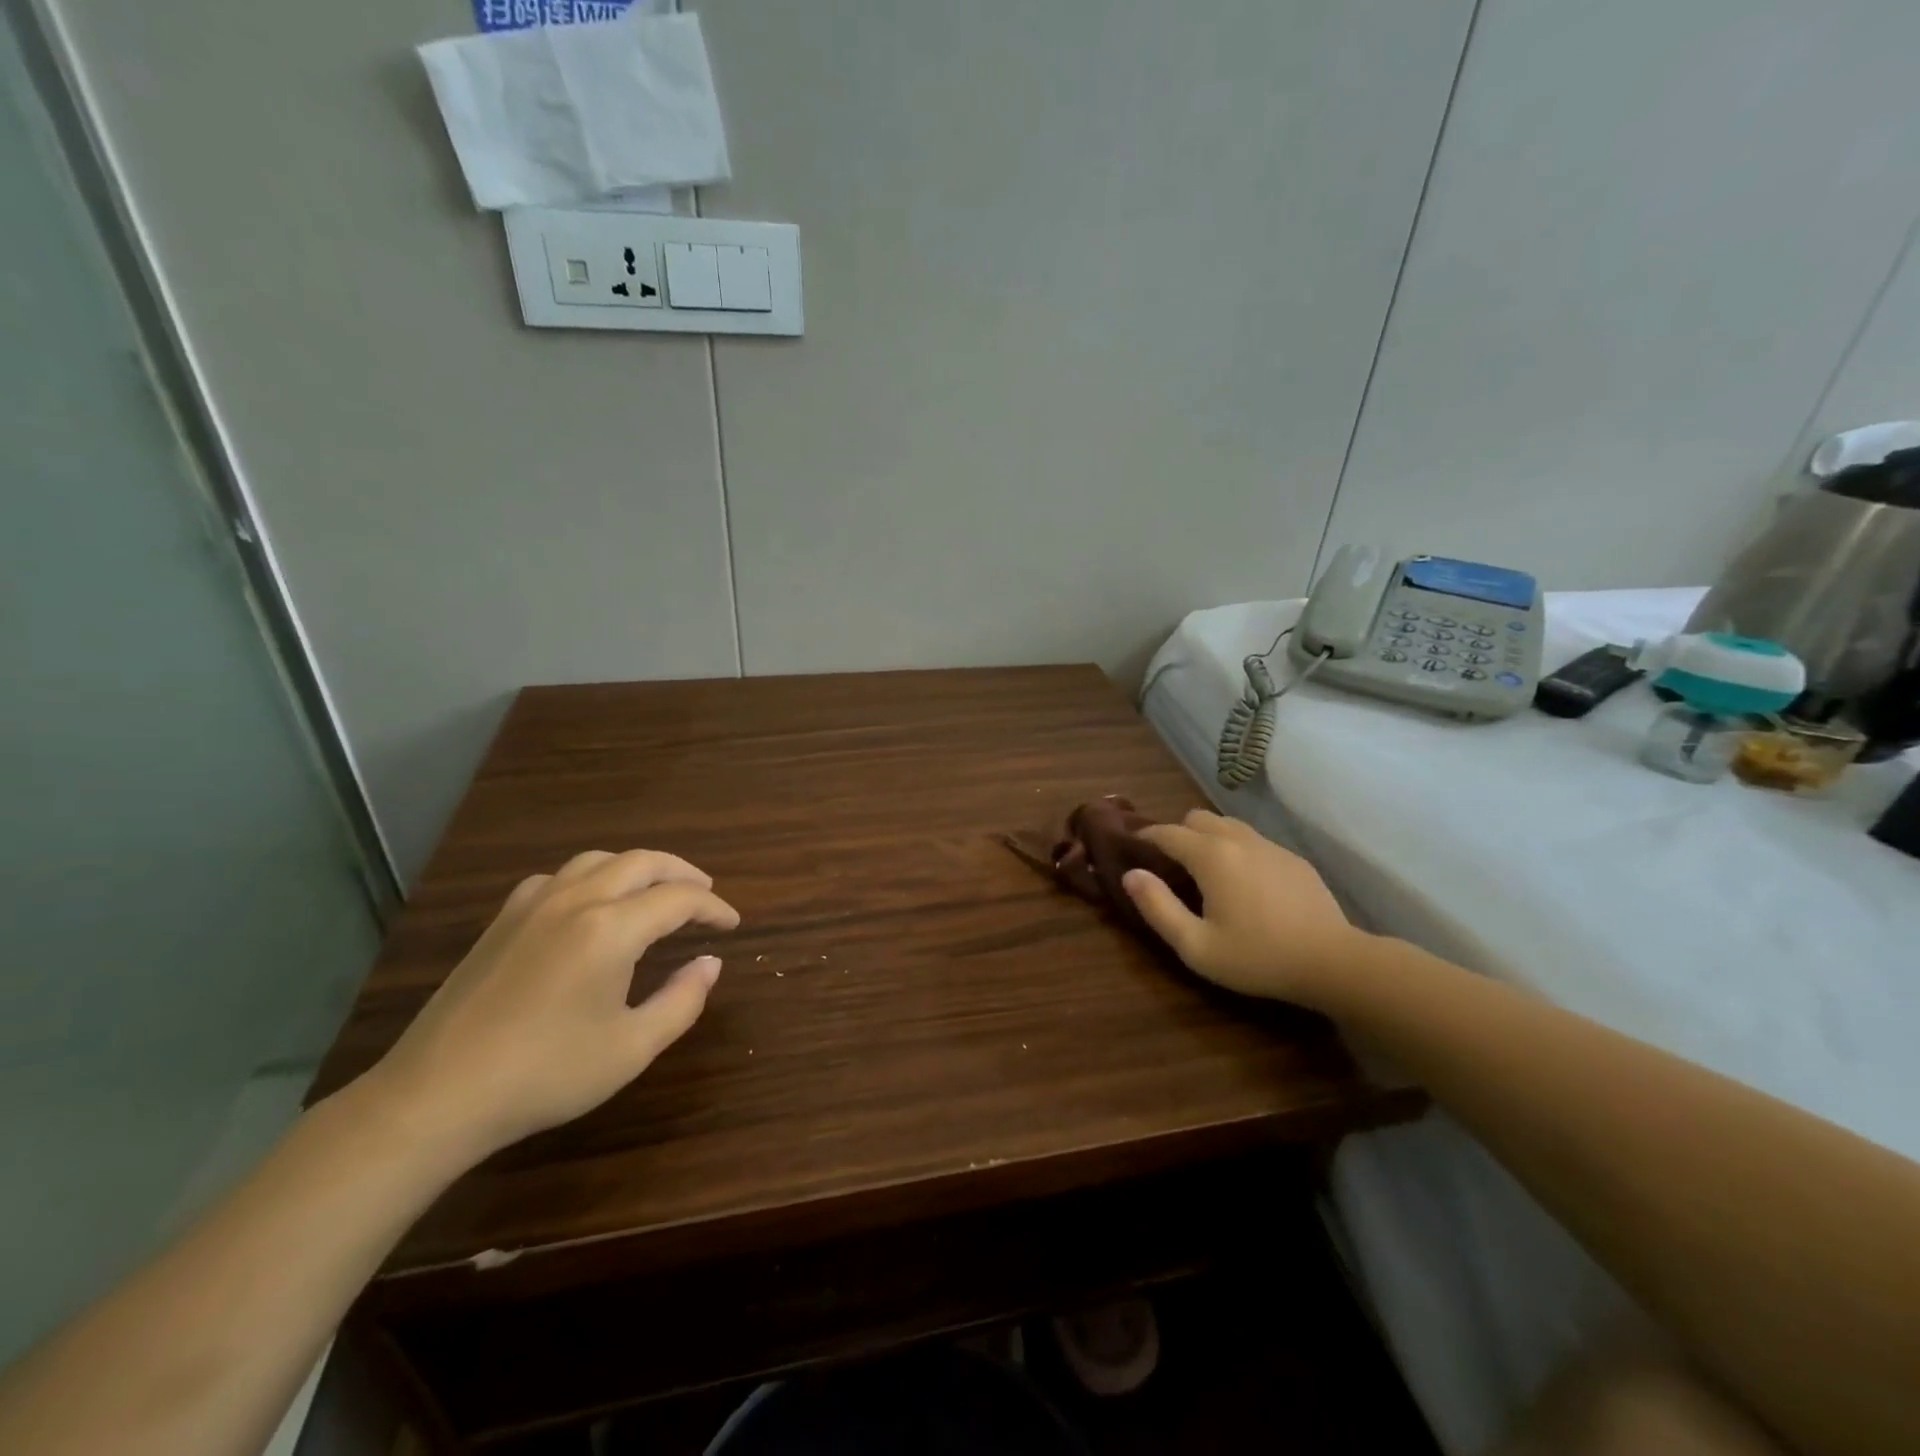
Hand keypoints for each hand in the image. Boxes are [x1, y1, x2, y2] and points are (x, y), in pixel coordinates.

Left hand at [358, 849, 739, 1161]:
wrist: (435, 1096)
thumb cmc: (544, 1074)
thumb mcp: (631, 1048)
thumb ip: (682, 1000)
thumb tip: (711, 963)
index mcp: (611, 928)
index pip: (679, 898)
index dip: (713, 907)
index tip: (731, 924)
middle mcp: (576, 901)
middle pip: (642, 862)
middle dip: (682, 873)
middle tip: (705, 895)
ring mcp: (533, 905)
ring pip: (599, 860)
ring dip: (638, 867)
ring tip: (656, 890)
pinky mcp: (503, 920)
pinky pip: (560, 877)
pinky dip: (592, 877)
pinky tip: (591, 904)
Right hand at [1121, 810, 1361, 1005]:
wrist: (1333, 961)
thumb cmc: (1257, 957)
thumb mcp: (1196, 945)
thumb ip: (1157, 907)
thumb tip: (1131, 875)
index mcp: (1210, 855)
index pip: (1167, 832)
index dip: (1145, 837)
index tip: (1132, 848)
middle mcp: (1237, 839)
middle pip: (1196, 818)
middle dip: (1177, 833)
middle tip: (1170, 865)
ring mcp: (1270, 846)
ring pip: (1227, 825)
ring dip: (1208, 838)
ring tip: (1205, 871)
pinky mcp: (1293, 859)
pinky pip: (1253, 841)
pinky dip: (1237, 850)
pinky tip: (1244, 883)